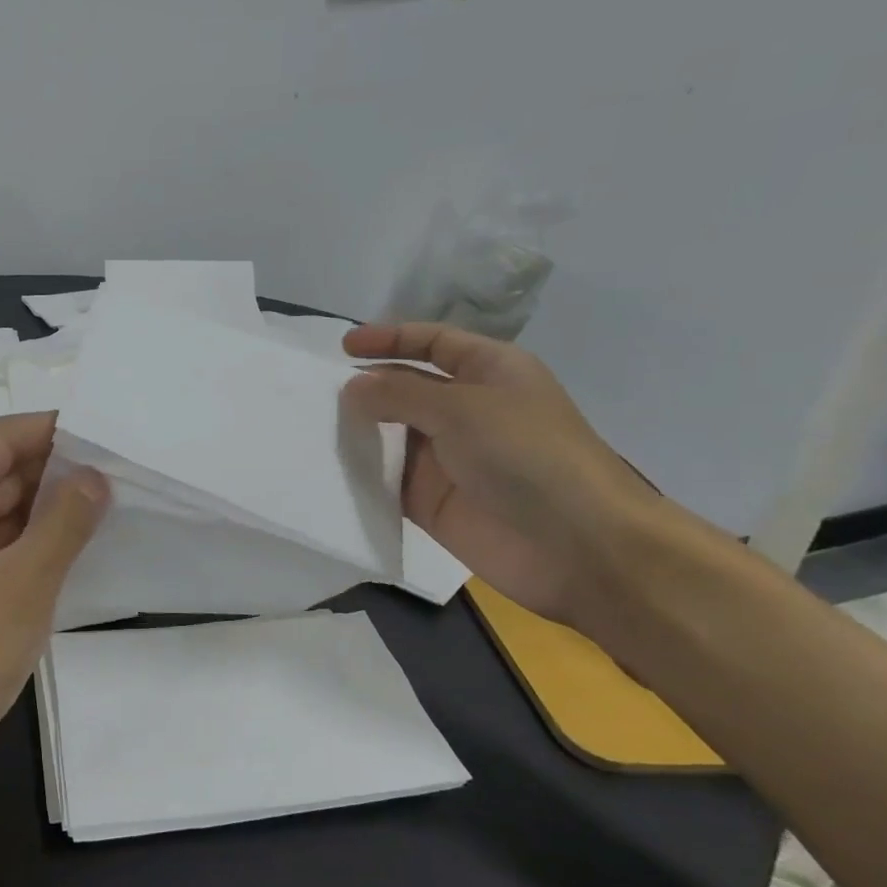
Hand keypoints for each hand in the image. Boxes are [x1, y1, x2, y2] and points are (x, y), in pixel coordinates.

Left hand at [0, 413, 107, 798]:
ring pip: (4, 510)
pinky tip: (81, 543)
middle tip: (124, 470)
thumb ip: (66, 520)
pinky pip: (0, 545)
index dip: (56, 430)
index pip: (2, 437)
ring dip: (51, 508)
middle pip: (2, 470)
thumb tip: (96, 476)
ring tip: (115, 501)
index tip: (110, 435)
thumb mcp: (25, 579)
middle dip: (59, 470)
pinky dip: (36, 542)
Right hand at [342, 322, 661, 627]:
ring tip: (309, 427)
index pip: (432, 342)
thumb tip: (351, 387)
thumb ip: (400, 393)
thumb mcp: (462, 409)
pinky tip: (325, 469)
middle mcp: (467, 410)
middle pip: (405, 388)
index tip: (343, 348)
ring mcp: (447, 458)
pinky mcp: (431, 501)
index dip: (390, 339)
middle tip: (314, 394)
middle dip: (365, 387)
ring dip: (357, 431)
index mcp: (489, 372)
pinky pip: (386, 480)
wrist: (577, 547)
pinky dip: (360, 475)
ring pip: (390, 435)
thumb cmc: (528, 456)